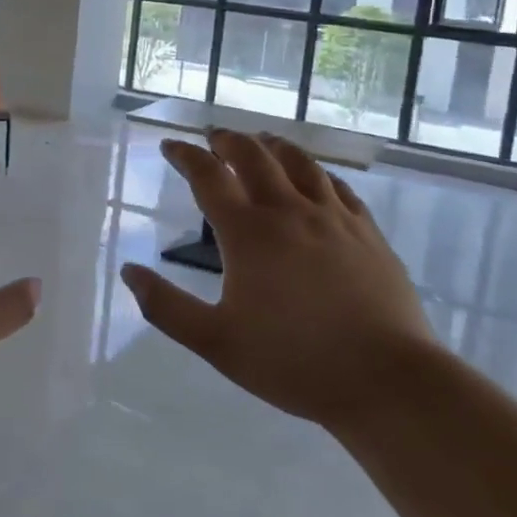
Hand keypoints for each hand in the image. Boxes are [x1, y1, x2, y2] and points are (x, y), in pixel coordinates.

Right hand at [121, 129, 436, 424]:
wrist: (388, 379)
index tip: (170, 146)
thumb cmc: (294, 362)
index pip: (207, 176)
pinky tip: (314, 178)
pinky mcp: (366, 231)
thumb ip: (167, 307)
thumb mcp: (217, 343)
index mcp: (248, 232)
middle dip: (227, 140)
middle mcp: (288, 210)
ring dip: (271, 145)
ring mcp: (333, 217)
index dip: (185, 155)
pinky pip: (336, 185)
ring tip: (259, 142)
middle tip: (212, 137)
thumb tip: (128, 271)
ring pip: (298, 161)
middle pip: (253, 155)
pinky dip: (314, 172)